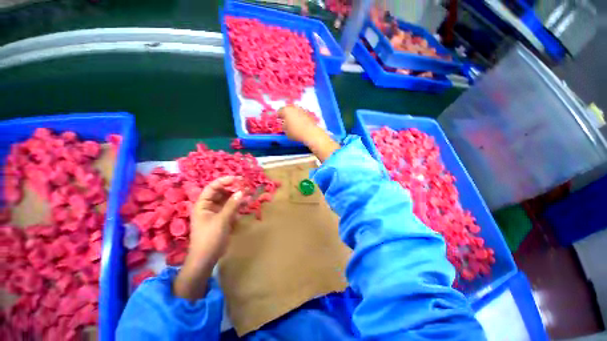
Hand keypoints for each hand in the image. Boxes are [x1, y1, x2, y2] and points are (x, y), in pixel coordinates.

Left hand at [173, 176, 243, 300]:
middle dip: (234, 188)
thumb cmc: (210, 238)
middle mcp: (209, 205)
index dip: (225, 181)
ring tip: (249, 193)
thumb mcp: (221, 220)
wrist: (207, 258)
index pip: (213, 187)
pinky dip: (239, 205)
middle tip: (246, 186)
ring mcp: (217, 211)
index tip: (238, 179)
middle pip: (222, 192)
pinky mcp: (224, 217)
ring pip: (228, 199)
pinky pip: (232, 207)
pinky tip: (247, 203)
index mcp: (203, 204)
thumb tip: (242, 191)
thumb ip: (232, 205)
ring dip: (238, 196)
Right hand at [278, 105, 339, 161]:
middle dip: (286, 114)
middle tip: (285, 121)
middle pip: (288, 109)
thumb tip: (284, 124)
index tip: (278, 120)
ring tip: (293, 122)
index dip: (278, 116)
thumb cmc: (296, 132)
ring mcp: (302, 109)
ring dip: (293, 115)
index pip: (279, 111)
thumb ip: (283, 126)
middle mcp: (294, 107)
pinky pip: (301, 114)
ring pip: (295, 111)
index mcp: (286, 110)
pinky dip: (300, 117)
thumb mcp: (286, 131)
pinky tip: (300, 124)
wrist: (311, 133)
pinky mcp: (308, 113)